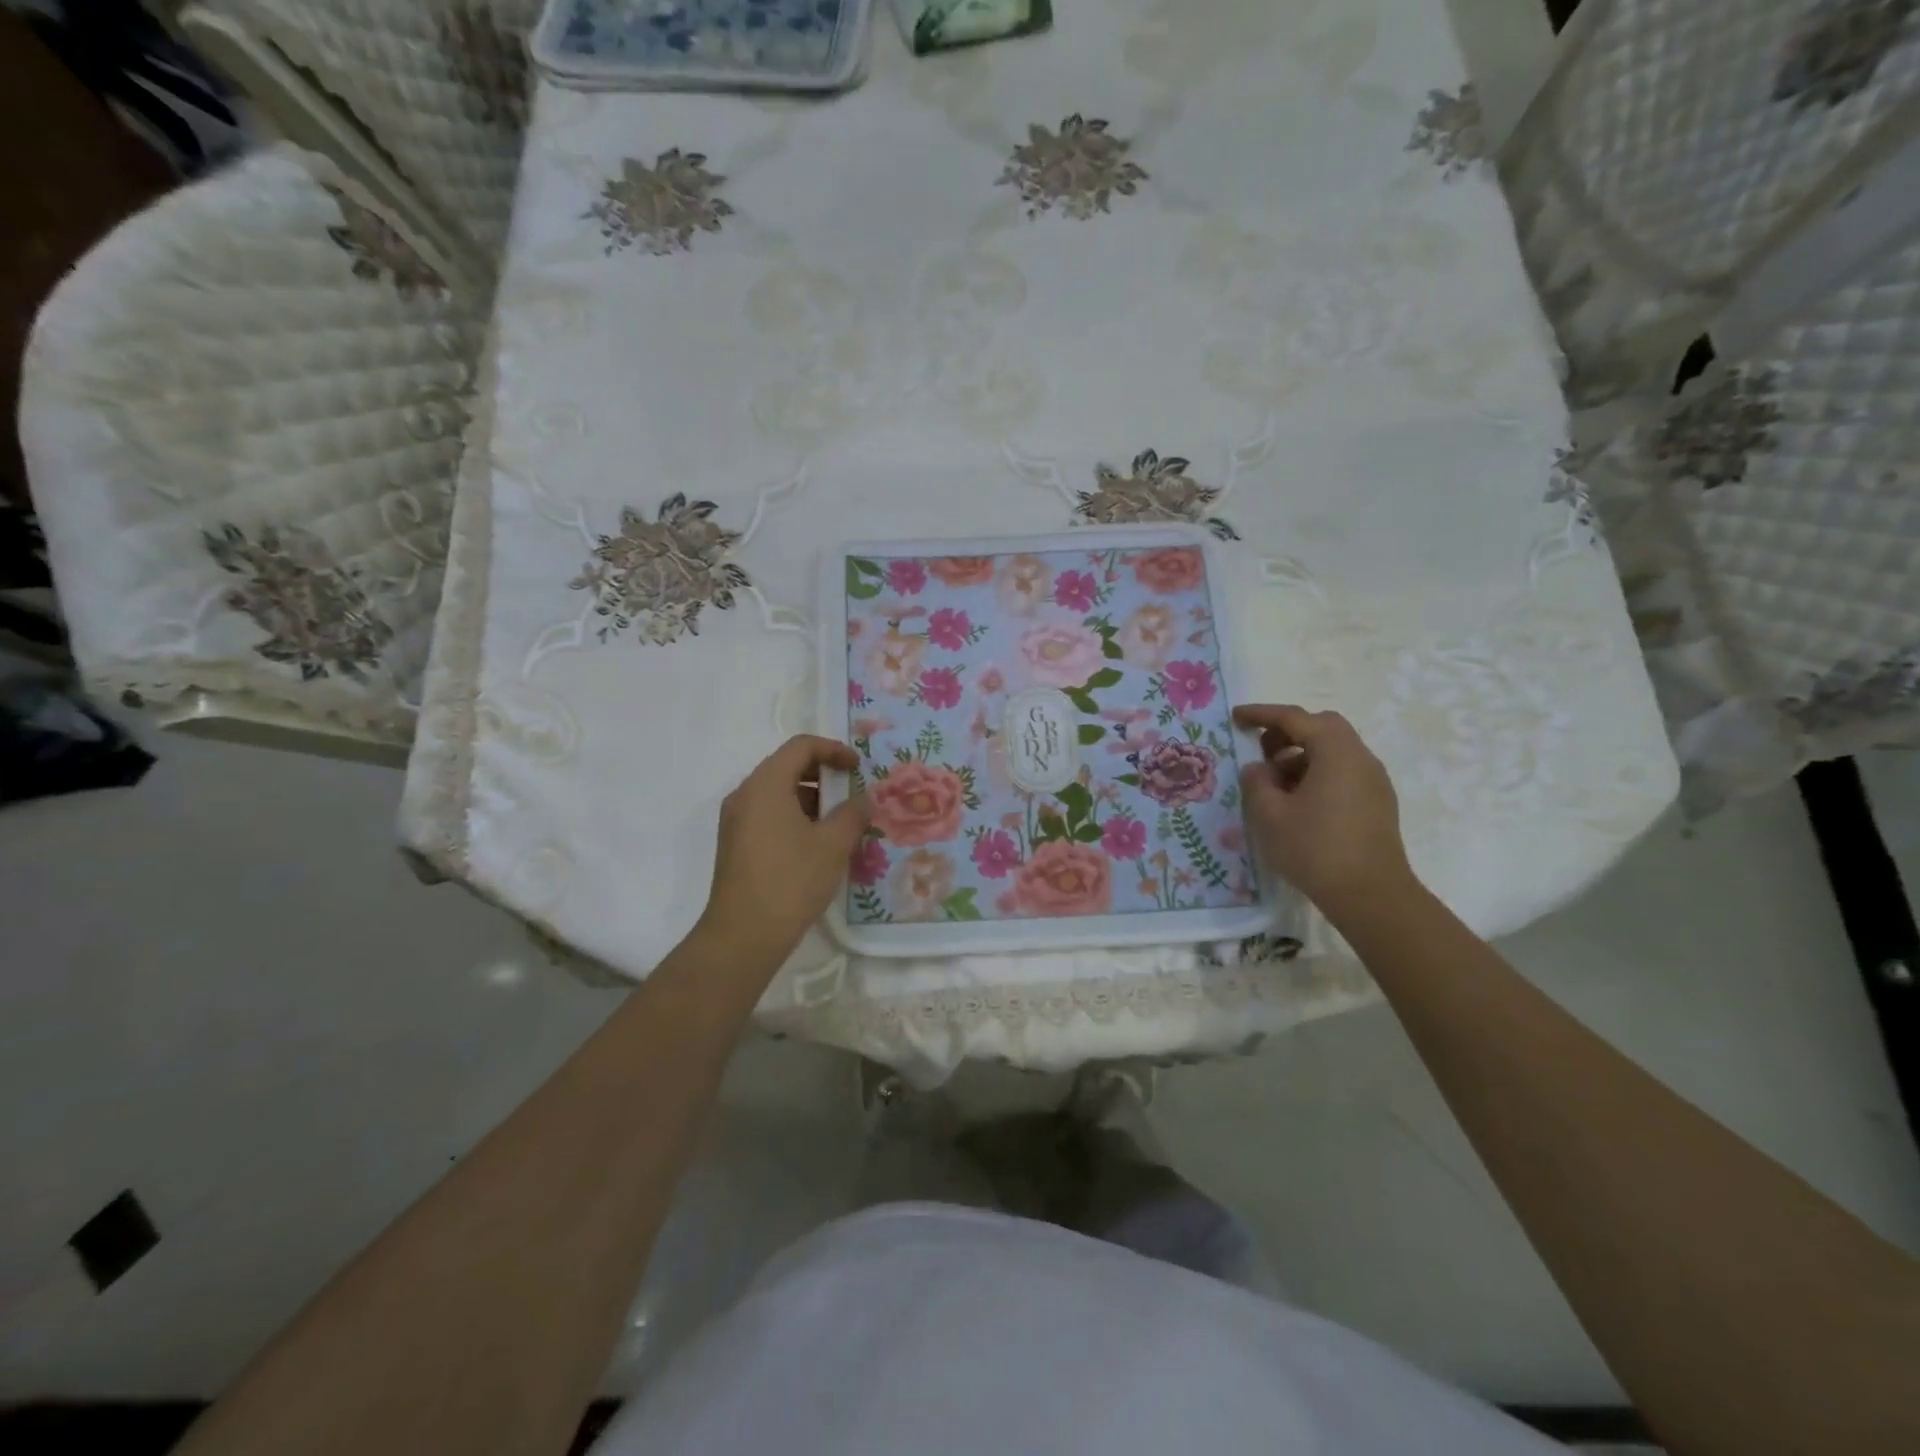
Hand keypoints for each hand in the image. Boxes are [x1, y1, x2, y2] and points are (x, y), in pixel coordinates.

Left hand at [697, 735, 871, 969]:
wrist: (743, 935)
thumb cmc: (791, 881)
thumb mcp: (833, 845)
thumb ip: (853, 813)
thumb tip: (864, 798)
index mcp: (766, 785)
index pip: (801, 746)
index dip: (833, 749)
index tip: (858, 767)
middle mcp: (745, 795)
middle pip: (787, 766)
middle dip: (824, 774)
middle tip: (853, 792)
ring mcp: (736, 821)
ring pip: (778, 793)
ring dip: (812, 798)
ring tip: (840, 822)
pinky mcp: (736, 844)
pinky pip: (769, 814)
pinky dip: (796, 817)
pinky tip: (817, 843)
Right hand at [1232, 705, 1415, 924]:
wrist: (1371, 895)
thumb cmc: (1315, 849)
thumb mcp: (1271, 815)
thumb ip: (1257, 783)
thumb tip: (1258, 769)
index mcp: (1335, 752)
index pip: (1294, 718)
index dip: (1262, 715)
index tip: (1236, 718)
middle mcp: (1360, 758)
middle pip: (1322, 727)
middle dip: (1287, 732)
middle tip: (1261, 751)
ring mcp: (1374, 781)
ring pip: (1334, 750)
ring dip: (1302, 755)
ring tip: (1275, 784)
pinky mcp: (1378, 803)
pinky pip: (1344, 772)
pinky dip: (1318, 773)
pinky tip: (1299, 802)